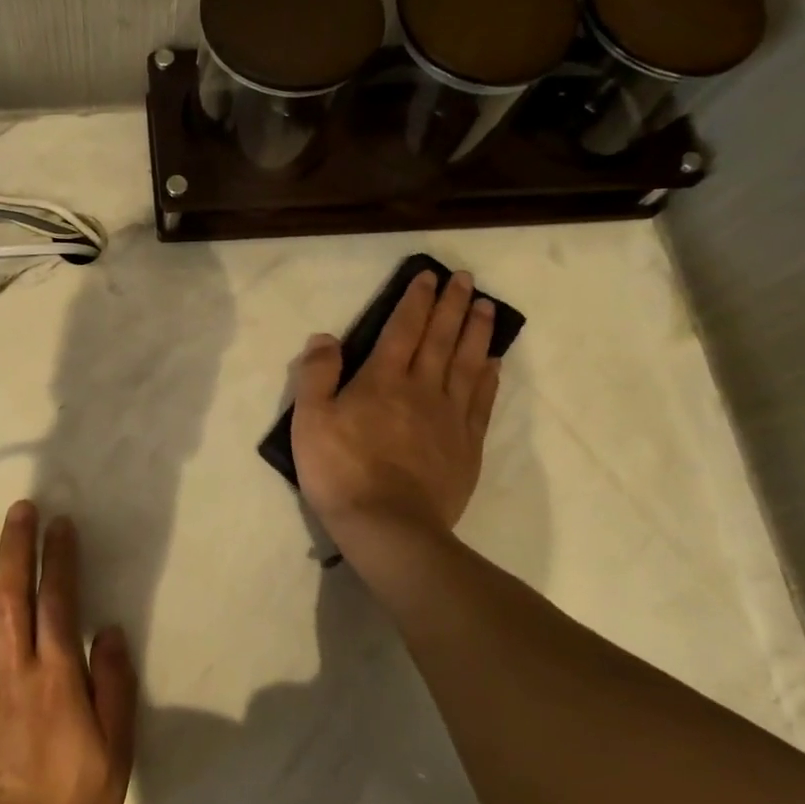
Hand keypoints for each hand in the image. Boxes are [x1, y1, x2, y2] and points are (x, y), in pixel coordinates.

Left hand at [0, 501, 137, 803]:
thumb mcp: (115, 757)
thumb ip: (116, 690)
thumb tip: (112, 631)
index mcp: (56, 681)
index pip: (58, 602)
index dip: (59, 558)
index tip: (59, 525)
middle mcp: (10, 673)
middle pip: (10, 595)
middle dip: (15, 546)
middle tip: (19, 508)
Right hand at [291, 270, 502, 540]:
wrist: (388, 527)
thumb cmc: (341, 471)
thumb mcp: (310, 420)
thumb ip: (316, 374)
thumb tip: (325, 337)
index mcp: (383, 379)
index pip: (403, 328)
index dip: (416, 300)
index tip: (429, 276)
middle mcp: (422, 388)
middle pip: (442, 338)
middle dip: (453, 305)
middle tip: (466, 279)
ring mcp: (450, 417)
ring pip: (468, 364)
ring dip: (477, 332)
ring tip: (487, 307)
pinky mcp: (467, 446)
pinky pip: (482, 402)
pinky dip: (490, 378)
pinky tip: (494, 363)